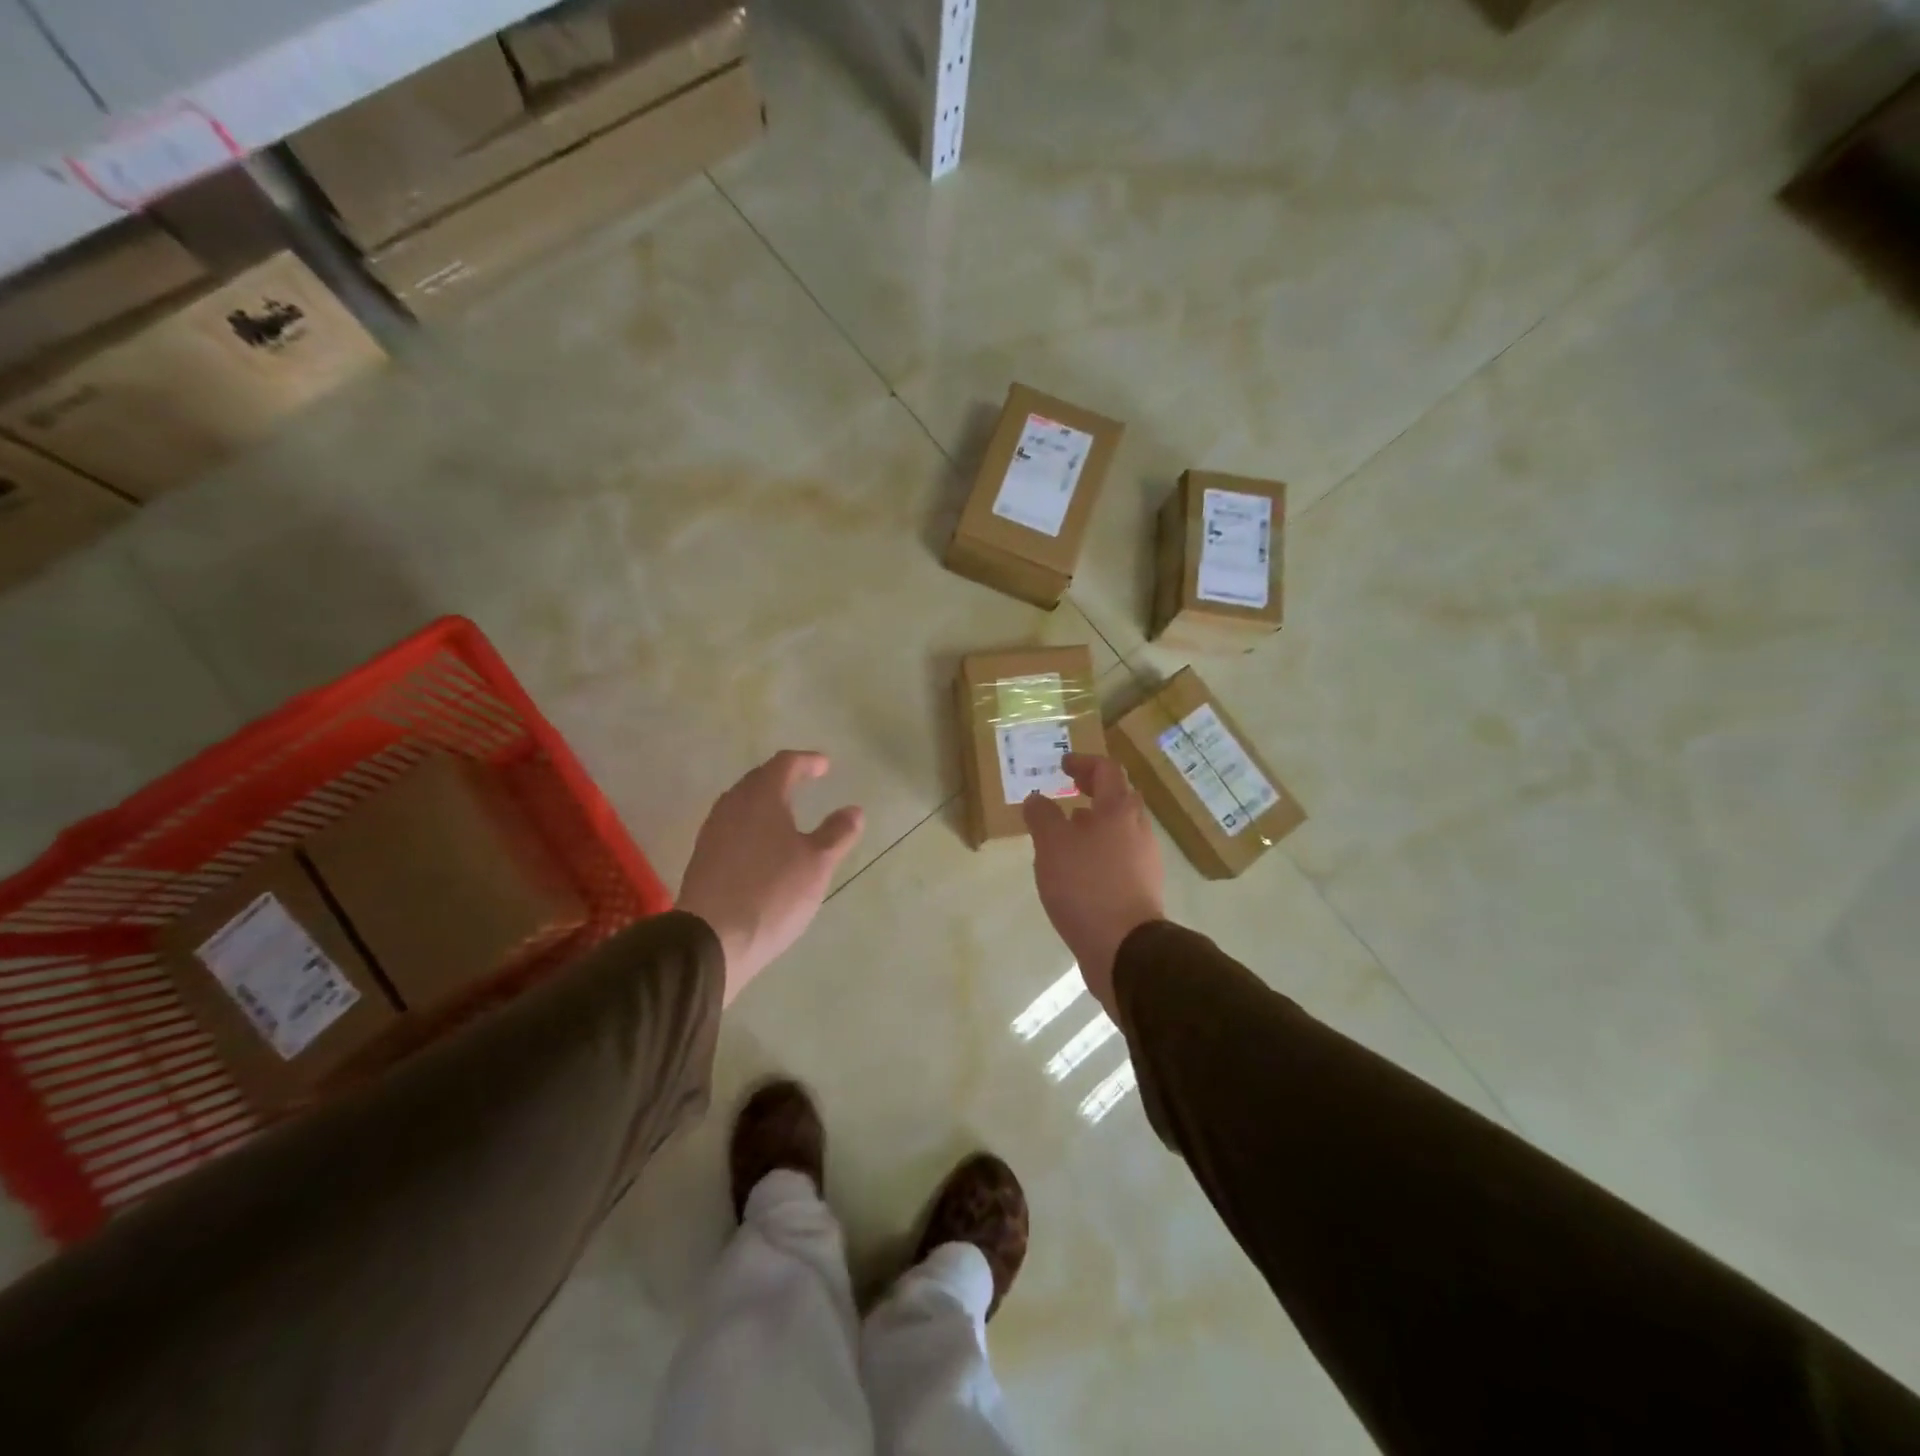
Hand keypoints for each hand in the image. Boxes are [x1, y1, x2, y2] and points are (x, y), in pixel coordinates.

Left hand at [679, 751, 864, 1003]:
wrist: (711, 940)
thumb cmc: (772, 893)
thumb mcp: (817, 863)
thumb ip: (837, 833)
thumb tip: (853, 810)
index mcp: (761, 797)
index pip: (785, 764)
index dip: (807, 761)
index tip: (825, 765)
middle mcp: (732, 806)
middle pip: (758, 779)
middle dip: (783, 777)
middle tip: (804, 780)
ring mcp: (713, 832)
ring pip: (742, 803)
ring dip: (765, 800)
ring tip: (785, 811)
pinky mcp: (703, 858)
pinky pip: (732, 826)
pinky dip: (752, 824)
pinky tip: (762, 844)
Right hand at [1023, 753, 1164, 1014]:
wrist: (1124, 948)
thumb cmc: (1086, 886)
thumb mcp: (1052, 845)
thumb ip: (1042, 816)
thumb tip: (1038, 799)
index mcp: (1120, 810)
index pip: (1106, 770)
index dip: (1083, 763)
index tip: (1063, 764)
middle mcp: (1139, 829)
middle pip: (1119, 798)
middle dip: (1093, 792)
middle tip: (1067, 794)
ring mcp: (1145, 861)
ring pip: (1119, 830)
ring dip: (1095, 824)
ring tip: (1066, 834)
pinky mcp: (1142, 889)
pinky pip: (1119, 858)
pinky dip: (1099, 852)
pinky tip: (1077, 871)